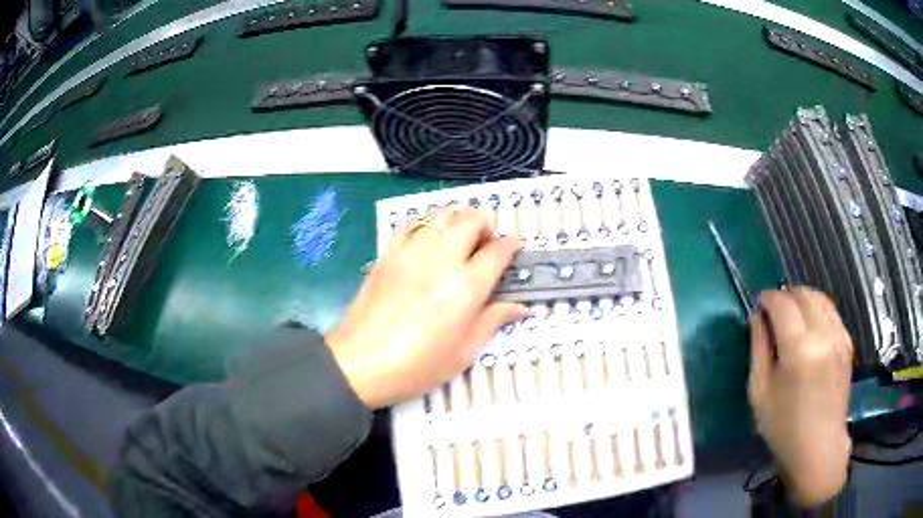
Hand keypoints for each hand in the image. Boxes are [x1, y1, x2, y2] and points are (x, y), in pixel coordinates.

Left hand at [326, 207, 527, 409]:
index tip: (515, 247)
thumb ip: (493, 321)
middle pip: (471, 220)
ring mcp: (411, 252)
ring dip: (458, 220)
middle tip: (486, 244)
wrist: (361, 364)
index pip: (497, 250)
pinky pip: (412, 225)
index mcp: (467, 286)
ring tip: (460, 238)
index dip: (511, 245)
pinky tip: (427, 241)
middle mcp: (442, 259)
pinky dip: (427, 225)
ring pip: (442, 215)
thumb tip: (522, 307)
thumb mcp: (464, 352)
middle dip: (486, 225)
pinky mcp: (388, 254)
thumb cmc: (418, 366)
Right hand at [748, 287, 852, 505]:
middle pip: (804, 294)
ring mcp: (840, 336)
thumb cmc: (784, 427)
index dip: (768, 298)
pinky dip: (817, 311)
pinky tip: (809, 330)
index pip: (783, 303)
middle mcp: (824, 333)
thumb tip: (756, 317)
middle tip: (773, 312)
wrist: (819, 447)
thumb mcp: (760, 392)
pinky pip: (831, 312)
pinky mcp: (847, 342)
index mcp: (800, 348)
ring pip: (820, 298)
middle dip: (786, 296)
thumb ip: (758, 348)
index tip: (758, 304)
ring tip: (791, 319)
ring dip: (803, 300)